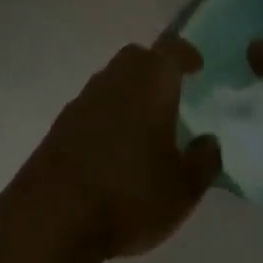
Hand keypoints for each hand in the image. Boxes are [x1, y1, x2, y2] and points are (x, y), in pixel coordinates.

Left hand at [10, 36, 221, 262]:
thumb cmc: (129, 193)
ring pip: (114, 78)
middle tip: (170, 92)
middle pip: (139, 56)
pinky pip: (94, 104)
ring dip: (130, 90)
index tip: (197, 66)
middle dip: (156, 68)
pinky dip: (108, 114)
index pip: (173, 48)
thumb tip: (210, 140)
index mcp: (153, 80)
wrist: (53, 214)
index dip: (187, 54)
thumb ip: (204, 161)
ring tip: (143, 123)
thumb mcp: (182, 189)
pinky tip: (113, 146)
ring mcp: (86, 96)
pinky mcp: (63, 120)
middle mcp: (118, 76)